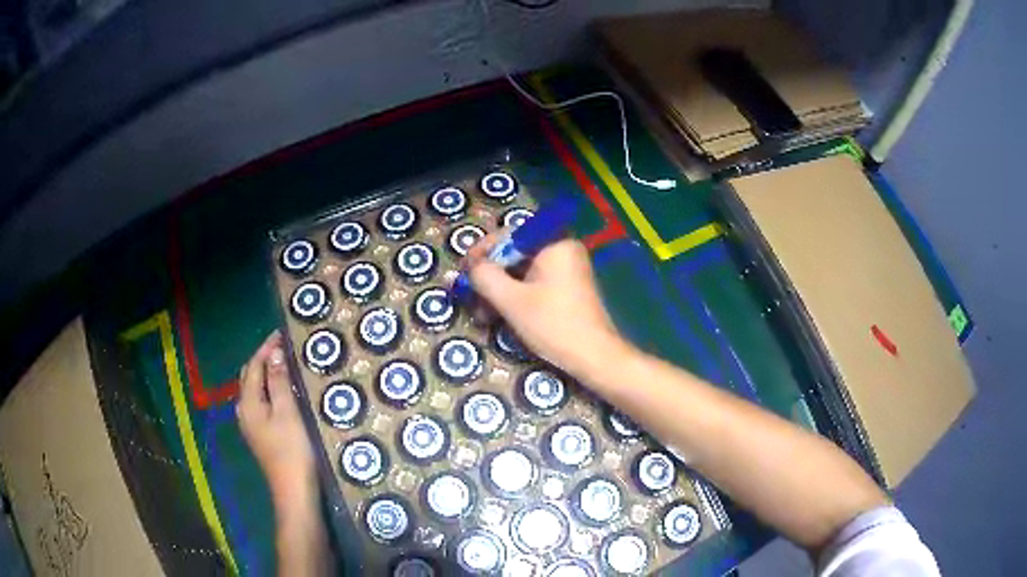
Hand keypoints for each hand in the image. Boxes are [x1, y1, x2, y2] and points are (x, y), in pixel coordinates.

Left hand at [237, 332, 316, 510]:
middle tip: (283, 347)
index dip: (266, 348)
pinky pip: (260, 402)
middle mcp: (244, 411)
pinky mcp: (260, 435)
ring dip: (265, 374)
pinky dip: (268, 389)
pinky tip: (281, 392)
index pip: (254, 366)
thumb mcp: (288, 412)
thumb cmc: (292, 450)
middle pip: (249, 376)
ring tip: (283, 364)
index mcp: (248, 403)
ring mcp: (250, 425)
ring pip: (254, 390)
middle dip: (263, 358)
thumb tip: (274, 354)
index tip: (282, 333)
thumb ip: (278, 382)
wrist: (294, 491)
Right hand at [466, 237, 626, 377]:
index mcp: (554, 244)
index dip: (483, 251)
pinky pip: (535, 284)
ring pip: (523, 272)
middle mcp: (563, 250)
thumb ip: (486, 277)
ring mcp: (568, 270)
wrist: (594, 357)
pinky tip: (499, 315)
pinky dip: (516, 297)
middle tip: (470, 293)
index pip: (510, 236)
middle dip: (490, 275)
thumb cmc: (553, 324)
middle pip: (516, 254)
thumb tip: (472, 267)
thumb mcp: (512, 300)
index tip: (465, 270)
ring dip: (500, 290)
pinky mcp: (568, 289)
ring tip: (482, 312)